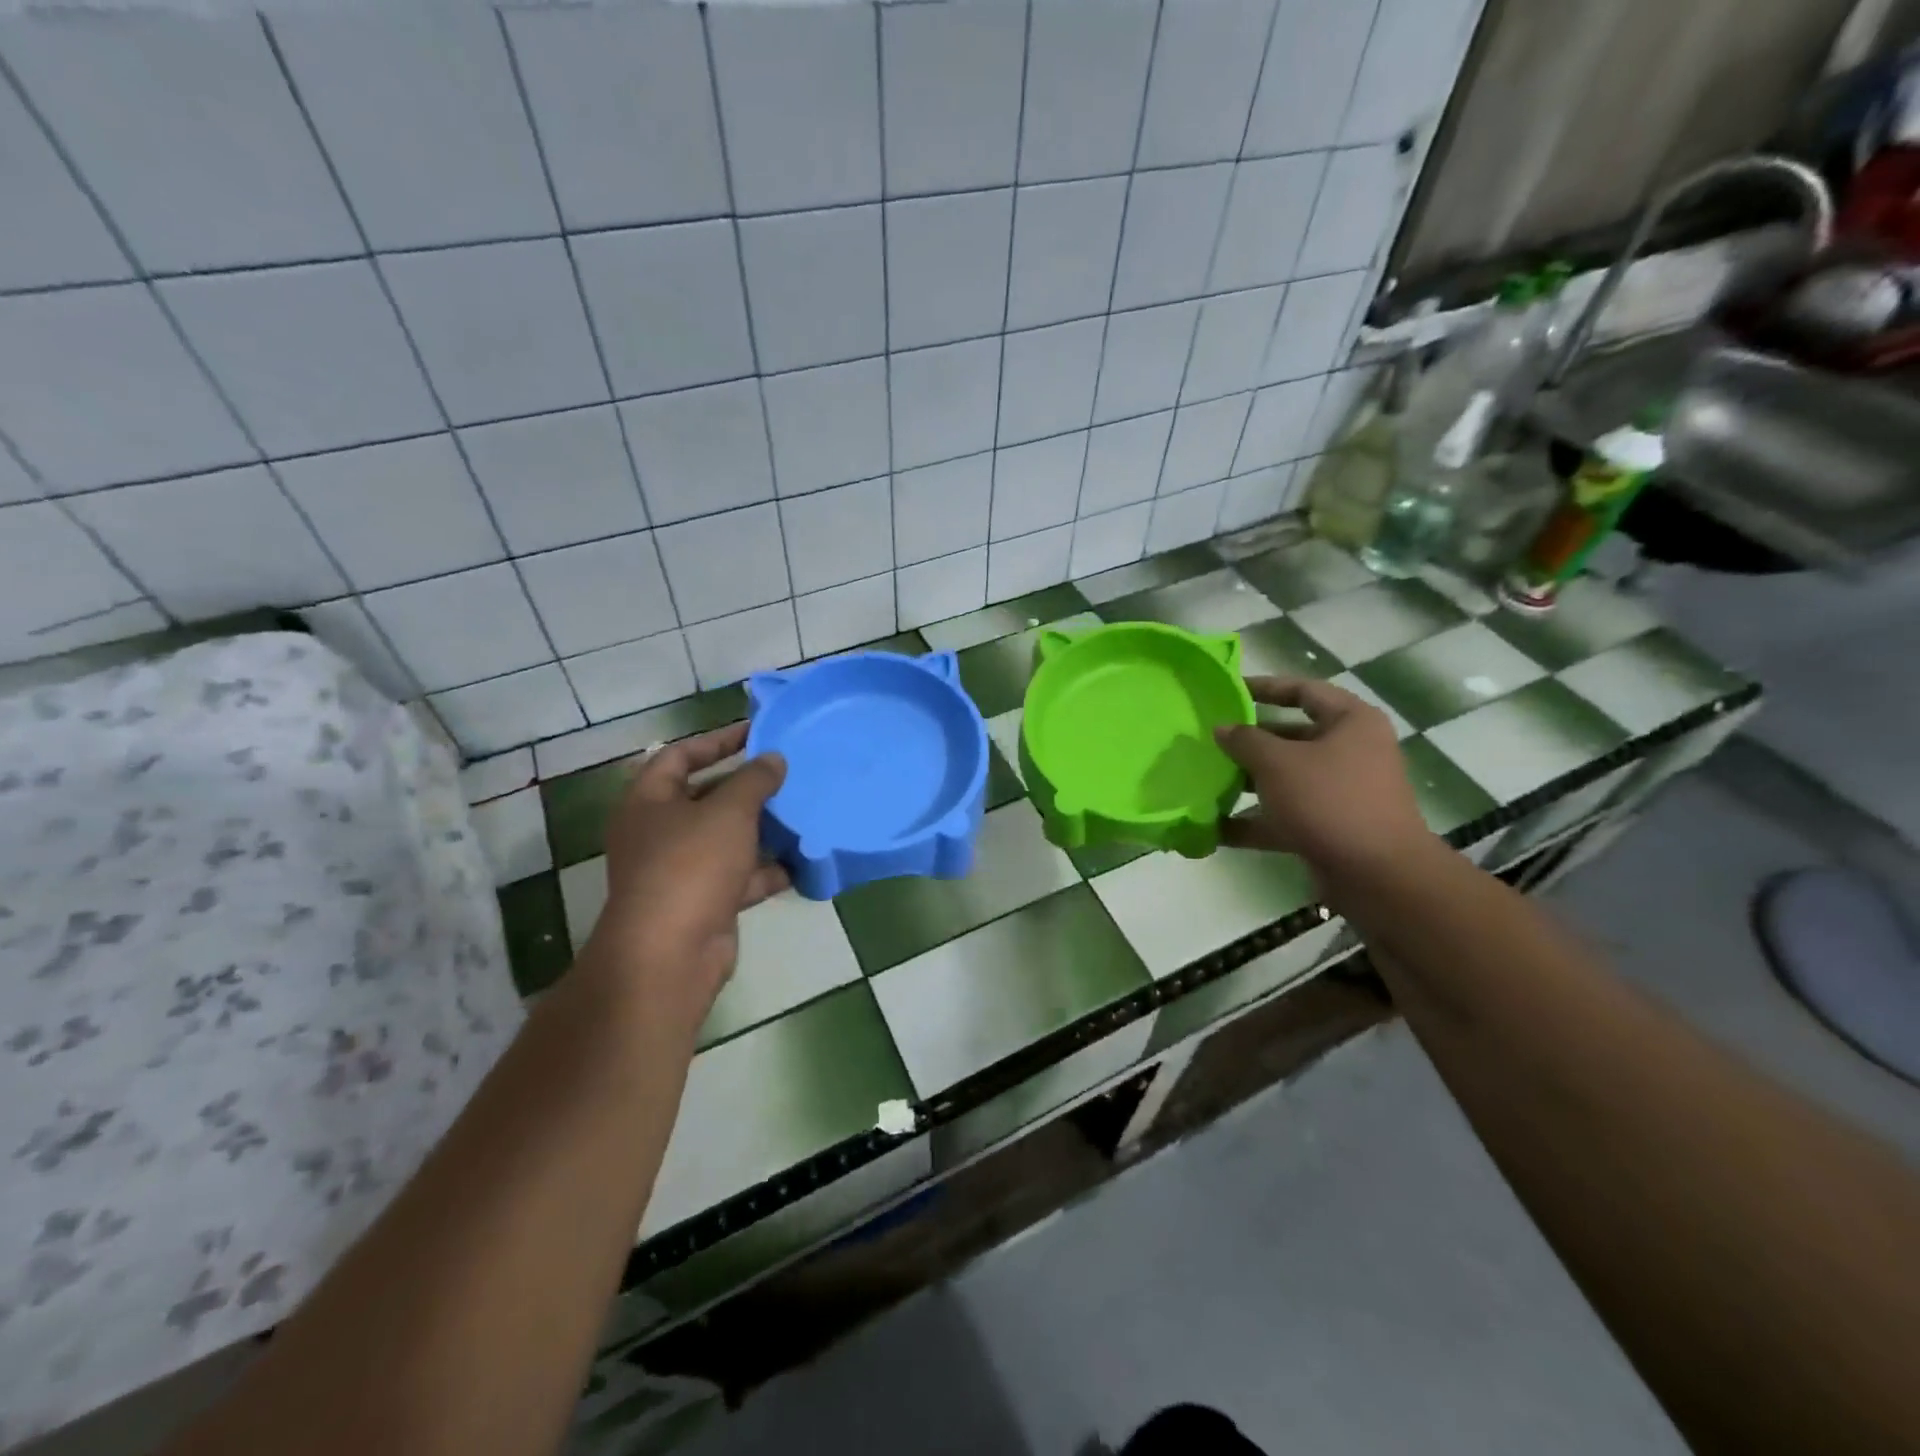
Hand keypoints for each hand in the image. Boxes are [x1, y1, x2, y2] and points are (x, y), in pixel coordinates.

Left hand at [580, 722, 787, 1039]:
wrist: (671, 954)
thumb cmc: (691, 866)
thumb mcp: (728, 812)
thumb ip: (754, 780)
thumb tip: (773, 759)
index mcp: (649, 801)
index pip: (679, 755)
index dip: (716, 740)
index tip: (756, 732)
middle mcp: (659, 832)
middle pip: (705, 797)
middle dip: (746, 786)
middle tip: (787, 772)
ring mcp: (680, 870)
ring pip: (726, 838)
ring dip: (761, 828)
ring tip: (801, 811)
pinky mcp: (703, 902)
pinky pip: (739, 876)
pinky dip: (766, 870)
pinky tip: (801, 862)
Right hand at [1214, 677, 1436, 885]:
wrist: (1378, 875)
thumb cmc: (1330, 801)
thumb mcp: (1278, 763)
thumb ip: (1245, 741)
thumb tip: (1222, 728)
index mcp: (1350, 722)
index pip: (1304, 690)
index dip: (1265, 687)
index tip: (1228, 691)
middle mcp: (1351, 751)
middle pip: (1292, 737)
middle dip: (1249, 741)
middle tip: (1209, 740)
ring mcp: (1341, 792)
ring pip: (1286, 778)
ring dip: (1247, 782)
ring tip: (1205, 781)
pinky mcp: (1330, 827)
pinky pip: (1285, 816)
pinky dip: (1254, 821)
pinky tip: (1215, 829)